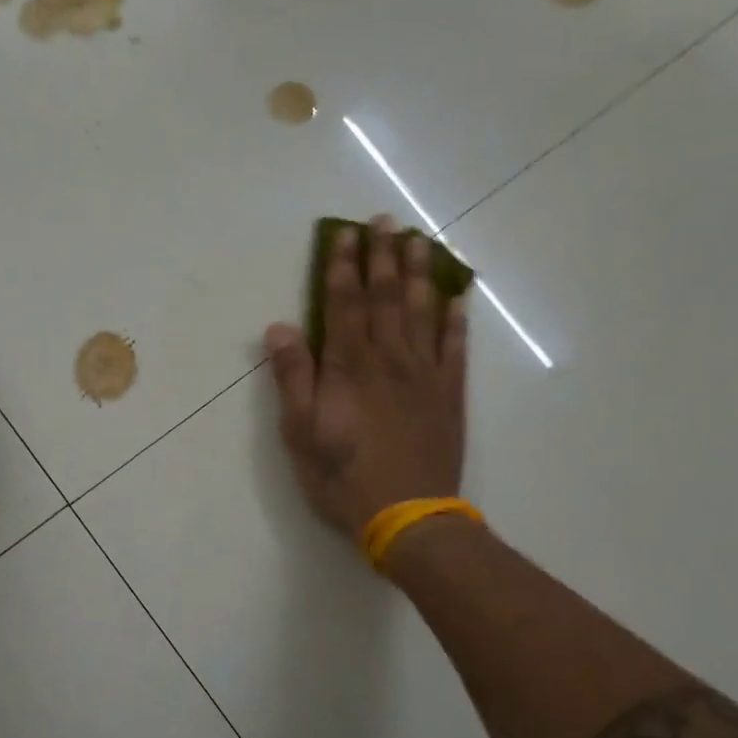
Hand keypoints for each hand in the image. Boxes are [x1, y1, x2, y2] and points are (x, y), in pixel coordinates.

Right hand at [264, 217, 467, 541]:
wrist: (409, 517)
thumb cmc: (343, 477)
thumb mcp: (300, 433)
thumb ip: (293, 377)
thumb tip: (280, 327)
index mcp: (349, 367)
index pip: (343, 304)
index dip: (342, 267)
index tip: (343, 234)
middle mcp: (390, 360)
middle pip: (386, 298)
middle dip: (382, 256)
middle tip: (385, 221)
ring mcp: (425, 375)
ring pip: (422, 312)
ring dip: (418, 274)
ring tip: (418, 241)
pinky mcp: (450, 395)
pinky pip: (456, 347)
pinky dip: (455, 318)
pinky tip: (457, 297)